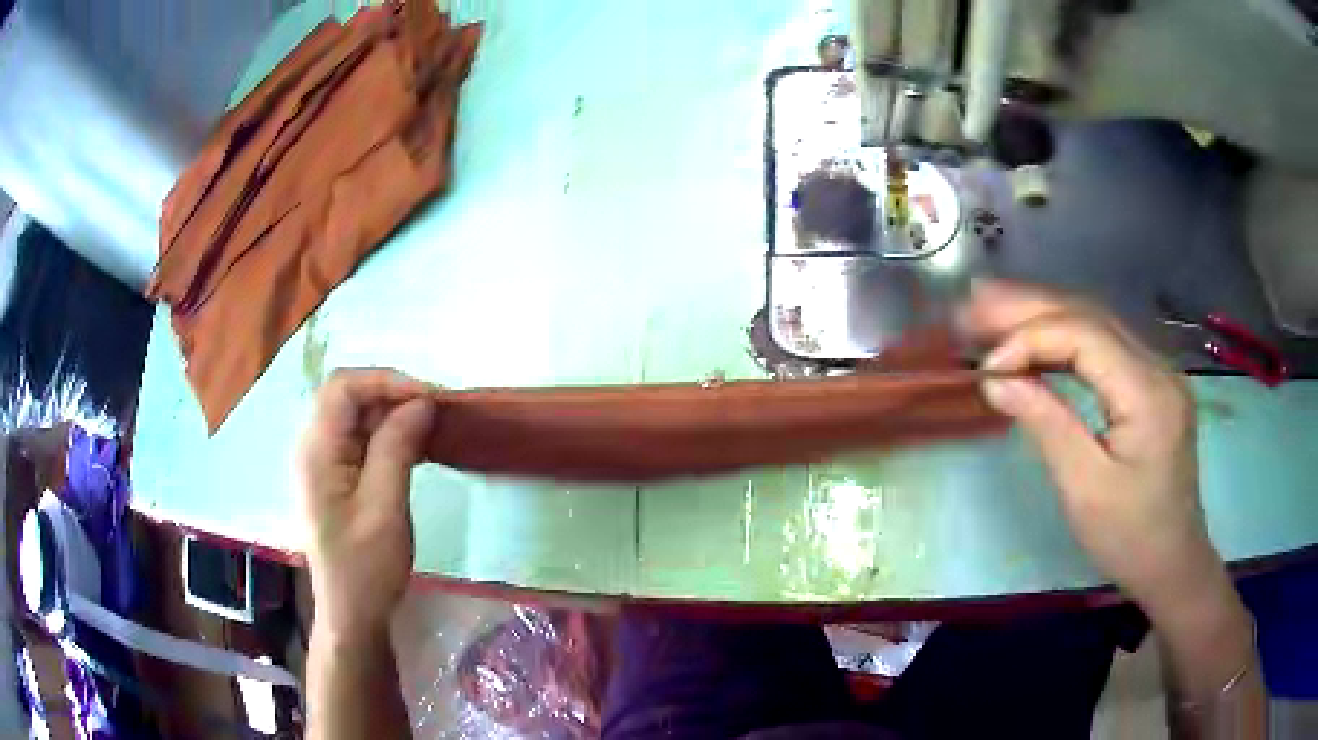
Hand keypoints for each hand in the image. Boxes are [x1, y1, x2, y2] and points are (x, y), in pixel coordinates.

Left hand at [296, 369, 437, 640]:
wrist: (353, 613)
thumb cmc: (366, 567)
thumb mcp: (385, 507)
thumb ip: (397, 448)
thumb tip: (421, 401)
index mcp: (316, 451)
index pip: (343, 387)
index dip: (385, 380)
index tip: (428, 396)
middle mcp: (314, 448)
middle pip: (349, 397)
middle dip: (393, 395)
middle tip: (436, 410)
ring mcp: (325, 463)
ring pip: (358, 417)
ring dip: (394, 415)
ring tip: (432, 426)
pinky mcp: (339, 478)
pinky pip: (363, 440)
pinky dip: (391, 436)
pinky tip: (418, 447)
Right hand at [961, 280, 1222, 615]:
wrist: (1173, 563)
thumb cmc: (1129, 538)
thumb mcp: (1083, 489)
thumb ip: (1045, 424)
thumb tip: (996, 379)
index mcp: (1147, 392)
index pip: (1083, 335)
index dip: (1030, 337)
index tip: (986, 366)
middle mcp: (1156, 366)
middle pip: (1089, 315)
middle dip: (1029, 307)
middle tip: (973, 304)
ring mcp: (1157, 372)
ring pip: (1095, 324)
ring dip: (1043, 316)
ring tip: (992, 312)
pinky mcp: (1151, 385)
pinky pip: (1104, 347)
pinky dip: (1064, 339)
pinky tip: (1035, 342)